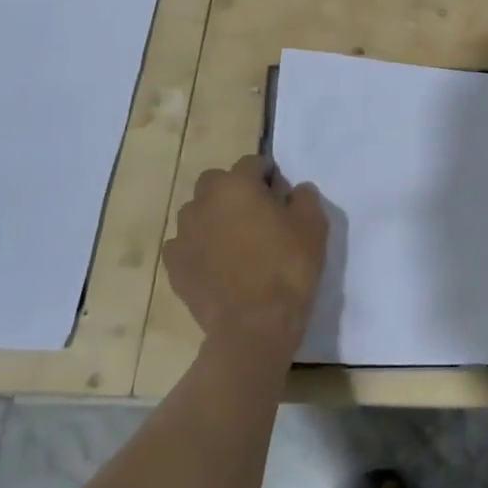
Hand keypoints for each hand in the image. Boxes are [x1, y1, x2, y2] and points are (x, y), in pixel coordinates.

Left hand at [163, 156, 328, 358]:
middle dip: (236, 191)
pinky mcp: (174, 266)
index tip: (283, 198)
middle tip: (259, 217)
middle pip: (218, 183)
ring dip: (215, 218)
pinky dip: (200, 247)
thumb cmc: (287, 267)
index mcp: (235, 185)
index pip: (252, 163)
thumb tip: (294, 191)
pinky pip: (186, 244)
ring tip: (237, 243)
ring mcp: (182, 235)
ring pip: (198, 212)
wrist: (253, 325)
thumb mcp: (314, 225)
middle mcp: (202, 202)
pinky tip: (218, 265)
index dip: (270, 176)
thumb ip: (304, 197)